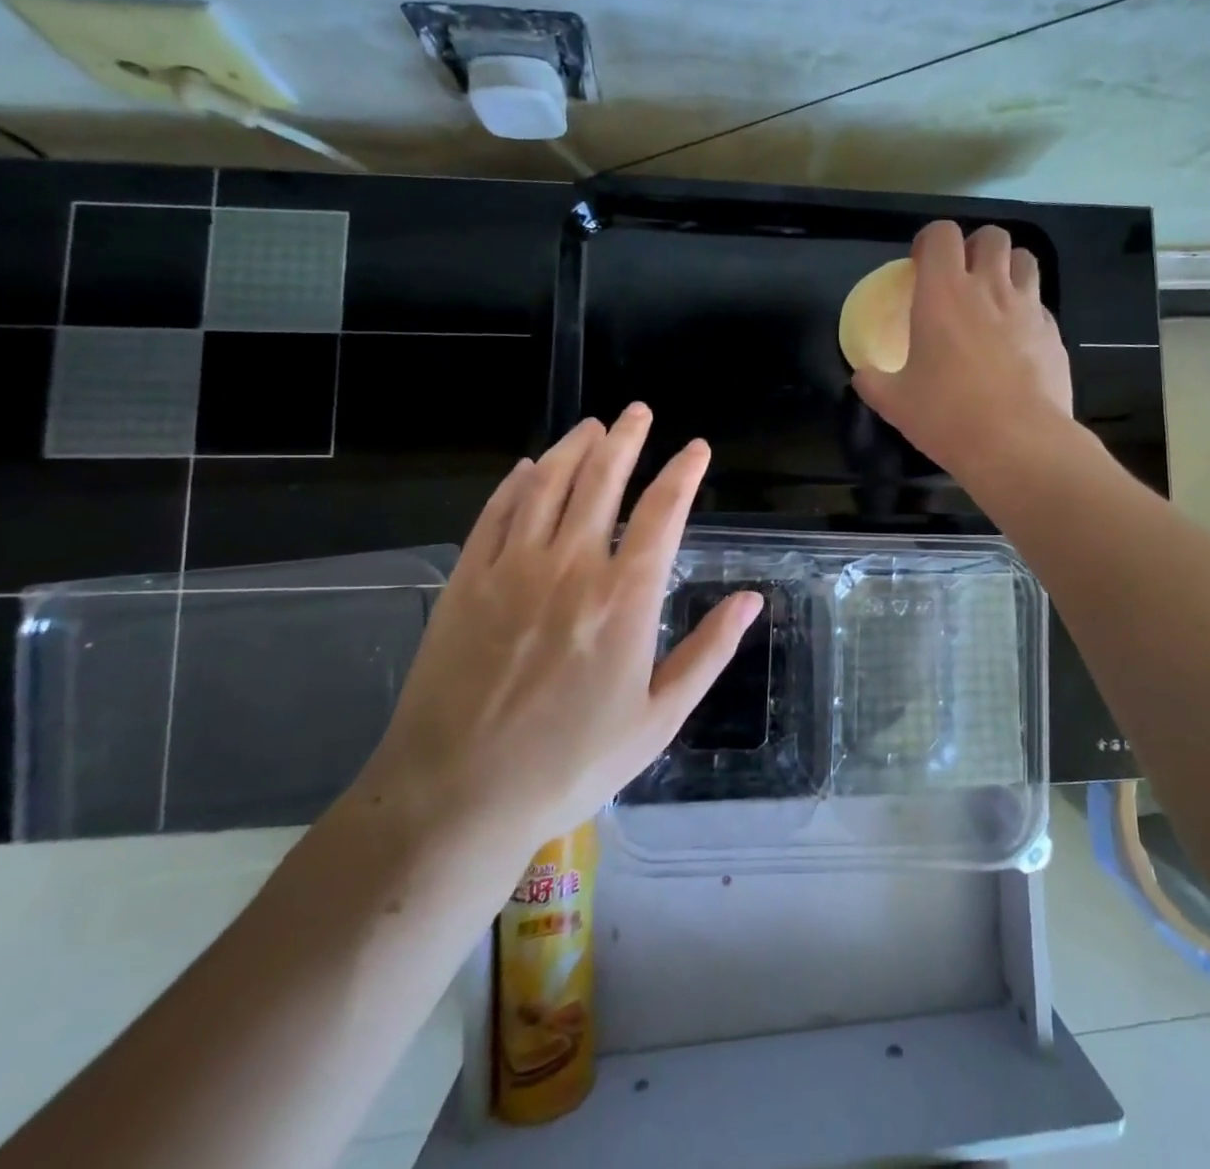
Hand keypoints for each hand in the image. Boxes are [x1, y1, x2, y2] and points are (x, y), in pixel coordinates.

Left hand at [356, 405, 761, 860]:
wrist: (458, 797)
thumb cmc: (572, 763)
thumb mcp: (659, 718)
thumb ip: (709, 651)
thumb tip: (751, 600)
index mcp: (625, 598)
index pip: (664, 512)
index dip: (683, 472)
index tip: (696, 448)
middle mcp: (571, 566)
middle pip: (602, 481)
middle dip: (627, 440)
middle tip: (639, 412)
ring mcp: (512, 569)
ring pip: (547, 485)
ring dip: (574, 448)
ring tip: (593, 426)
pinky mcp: (466, 581)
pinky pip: (495, 514)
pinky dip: (516, 483)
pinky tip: (528, 467)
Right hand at [853, 220, 1073, 475]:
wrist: (1018, 444)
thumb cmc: (947, 416)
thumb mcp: (895, 403)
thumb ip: (873, 381)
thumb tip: (862, 375)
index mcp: (943, 293)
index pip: (942, 234)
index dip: (930, 241)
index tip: (921, 266)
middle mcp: (989, 288)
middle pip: (992, 236)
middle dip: (975, 247)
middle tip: (962, 277)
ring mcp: (1028, 308)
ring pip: (1025, 260)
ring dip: (1008, 268)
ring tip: (994, 297)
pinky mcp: (1054, 333)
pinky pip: (1040, 304)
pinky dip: (1027, 310)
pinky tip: (1016, 341)